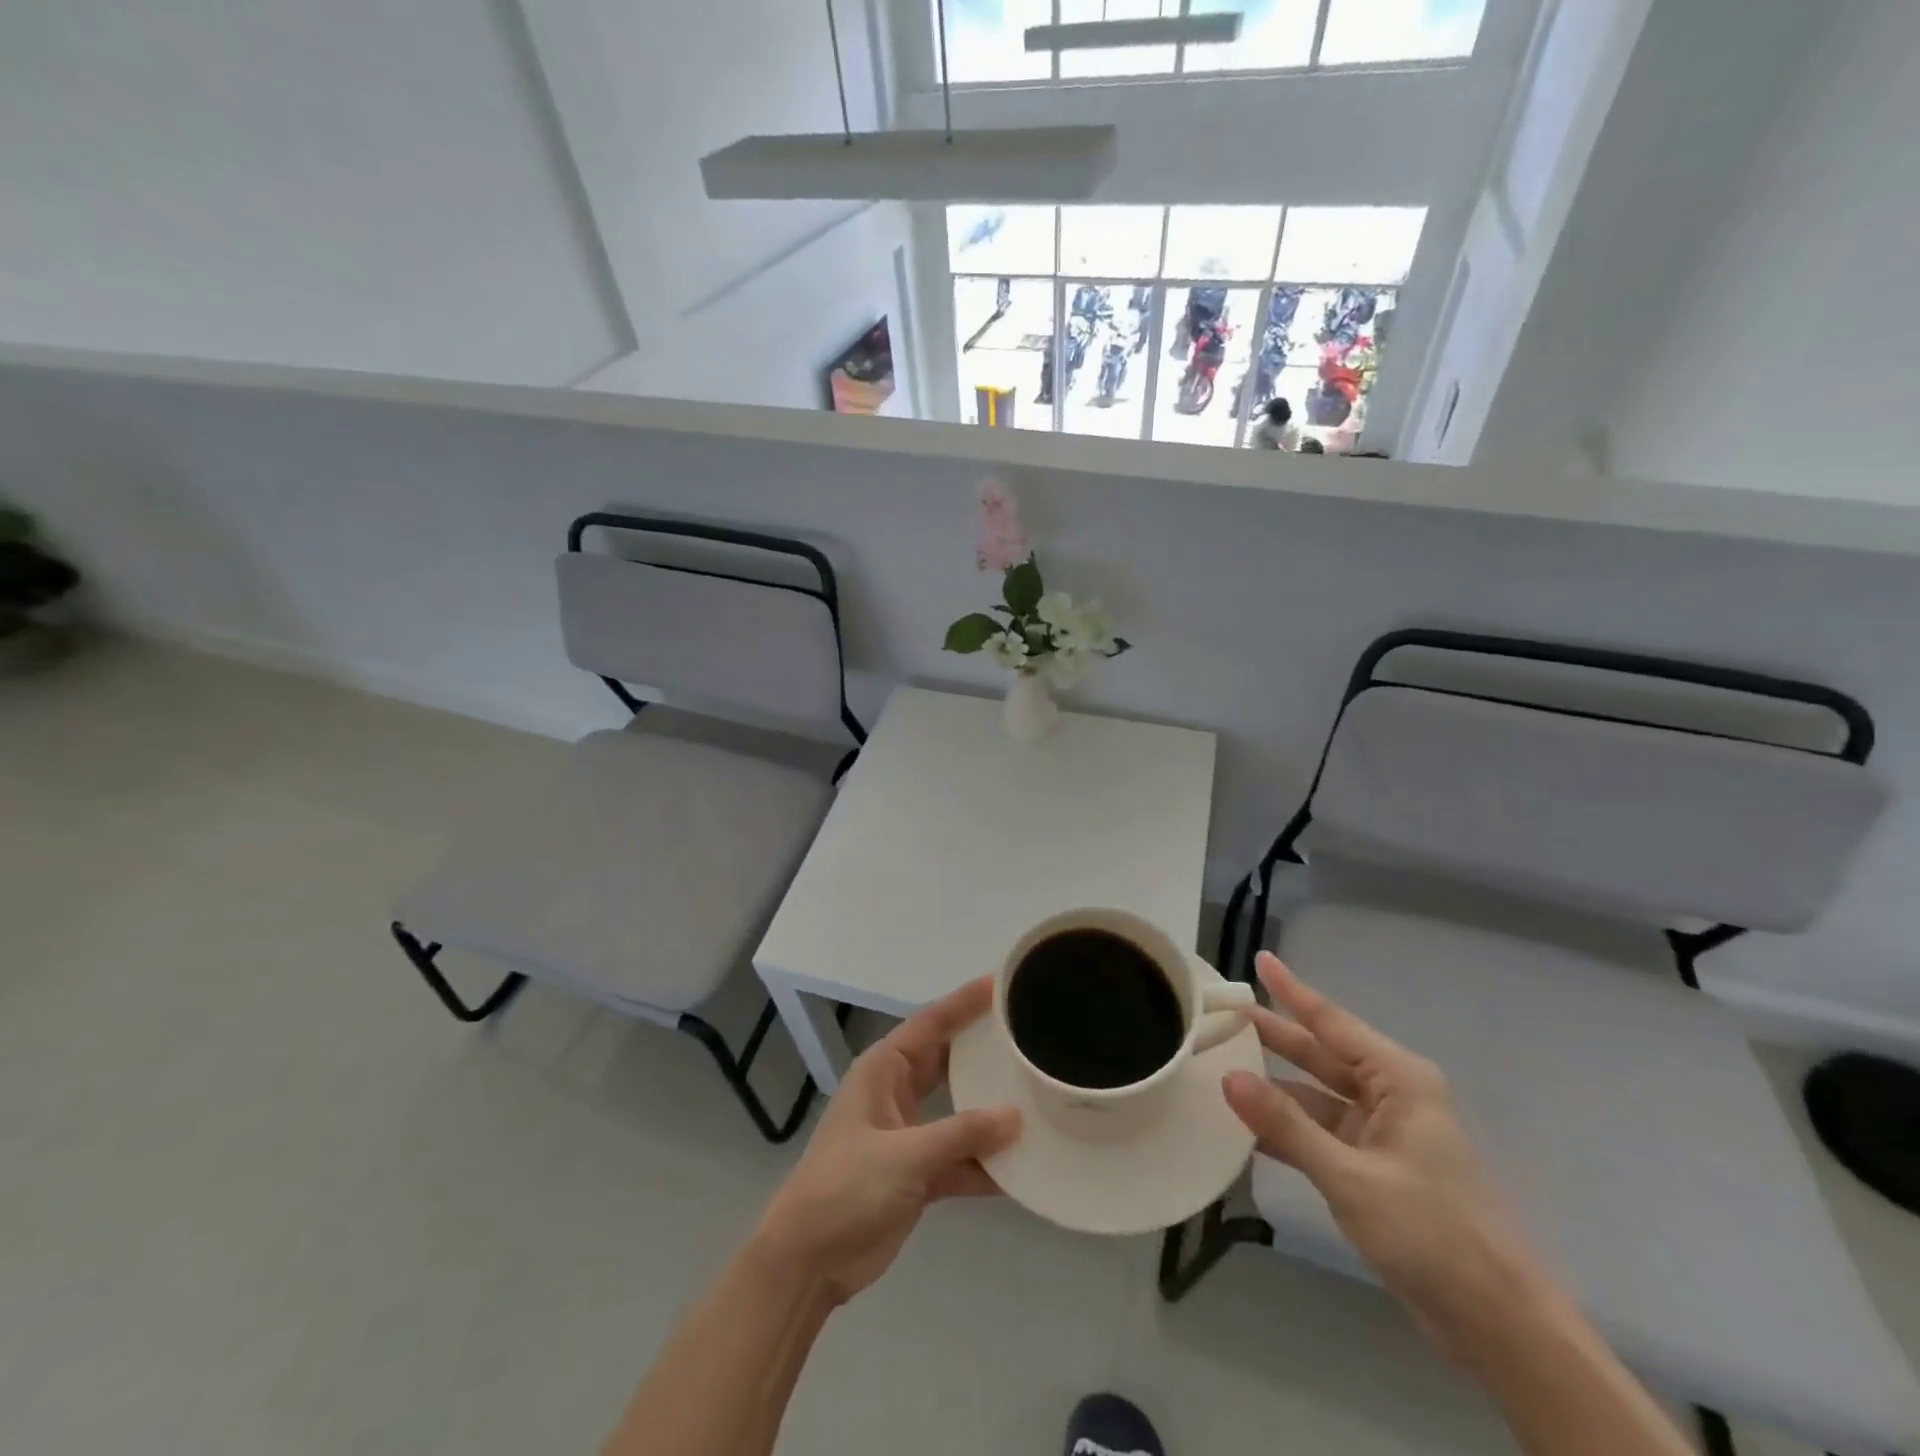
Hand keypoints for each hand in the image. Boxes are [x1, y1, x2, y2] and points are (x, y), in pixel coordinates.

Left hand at [753, 977, 1020, 1305]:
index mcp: (883, 1071)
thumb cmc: (846, 1188)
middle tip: (1027, 1033)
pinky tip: (1021, 1167)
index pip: (930, 1024)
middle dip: (983, 1050)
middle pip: (947, 1061)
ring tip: (1036, 1094)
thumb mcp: (905, 1156)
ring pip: (957, 1111)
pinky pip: (958, 1157)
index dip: (964, 1002)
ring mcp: (907, 1135)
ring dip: (989, 1111)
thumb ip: (961, 1134)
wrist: (807, 1262)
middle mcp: (896, 1093)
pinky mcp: (916, 1174)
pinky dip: (984, 1163)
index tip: (1001, 983)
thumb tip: (1015, 1116)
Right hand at [1222, 952, 1558, 1365]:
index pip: (1332, 1022)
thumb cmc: (1433, 1234)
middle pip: (1321, 1055)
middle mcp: (1391, 1096)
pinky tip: (1247, 1129)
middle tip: (1222, 1015)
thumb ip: (1286, 1126)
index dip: (1292, 991)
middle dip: (1274, 1036)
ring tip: (1221, 1069)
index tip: (1260, 959)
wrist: (1501, 1328)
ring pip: (1317, 1097)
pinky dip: (1288, 1130)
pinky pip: (1322, 1134)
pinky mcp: (1377, 1170)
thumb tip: (1228, 1077)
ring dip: (1275, 1089)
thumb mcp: (1351, 1178)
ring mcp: (1384, 1135)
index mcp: (1398, 1080)